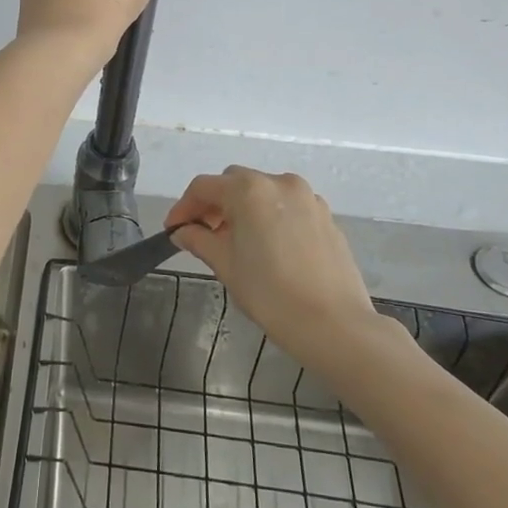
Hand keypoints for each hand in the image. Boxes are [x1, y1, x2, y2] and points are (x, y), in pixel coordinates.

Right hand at [167, 167, 384, 372]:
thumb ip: (200, 240)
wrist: (334, 324)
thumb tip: (183, 231)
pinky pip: (287, 206)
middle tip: (203, 233)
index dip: (183, 207)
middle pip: (234, 182)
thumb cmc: (271, 294)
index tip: (173, 229)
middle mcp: (278, 183)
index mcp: (249, 190)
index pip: (204, 187)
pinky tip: (268, 246)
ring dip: (243, 208)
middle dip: (215, 203)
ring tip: (236, 240)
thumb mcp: (226, 265)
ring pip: (263, 192)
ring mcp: (307, 197)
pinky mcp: (326, 216)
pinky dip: (270, 216)